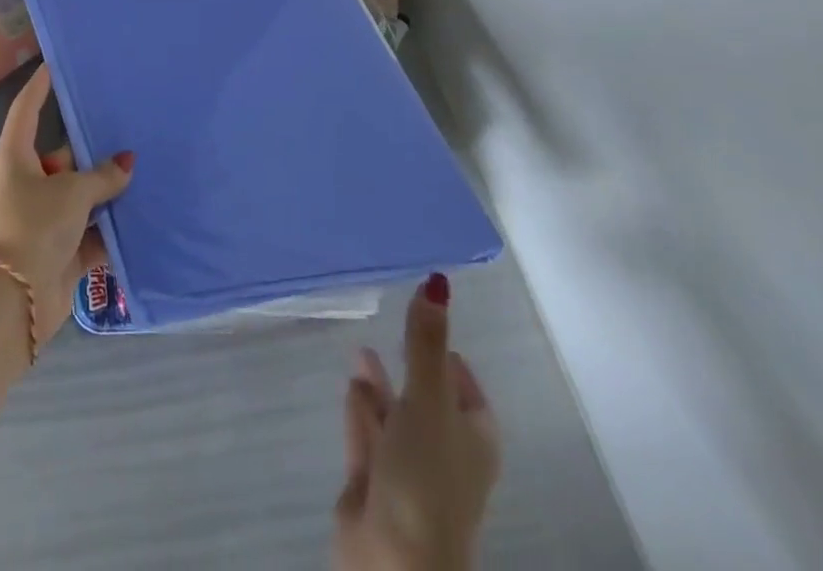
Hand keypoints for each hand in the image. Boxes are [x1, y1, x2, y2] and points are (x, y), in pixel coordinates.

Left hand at [0, 65, 133, 350]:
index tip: (54, 64)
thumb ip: (102, 176)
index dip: (39, 86)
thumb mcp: (71, 192)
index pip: (27, 110)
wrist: (13, 303)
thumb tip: (127, 162)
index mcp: (17, 157)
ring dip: (108, 193)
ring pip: (81, 196)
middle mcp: (28, 183)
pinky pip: (92, 232)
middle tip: (130, 131)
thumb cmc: (33, 226)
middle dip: (94, 151)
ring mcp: (44, 219)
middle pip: (64, 157)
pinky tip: (146, 217)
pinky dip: (113, 229)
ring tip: (148, 171)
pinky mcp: (61, 252)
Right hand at [333, 275, 500, 570]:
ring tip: (361, 347)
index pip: (463, 384)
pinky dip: (361, 408)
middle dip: (409, 362)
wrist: (394, 564)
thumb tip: (438, 279)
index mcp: (472, 437)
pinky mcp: (372, 481)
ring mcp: (407, 468)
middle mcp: (443, 450)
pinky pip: (368, 432)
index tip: (424, 313)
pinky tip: (350, 383)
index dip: (446, 351)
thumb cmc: (426, 479)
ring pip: (394, 413)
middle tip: (390, 320)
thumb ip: (425, 341)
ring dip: (380, 383)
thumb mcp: (429, 401)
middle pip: (426, 396)